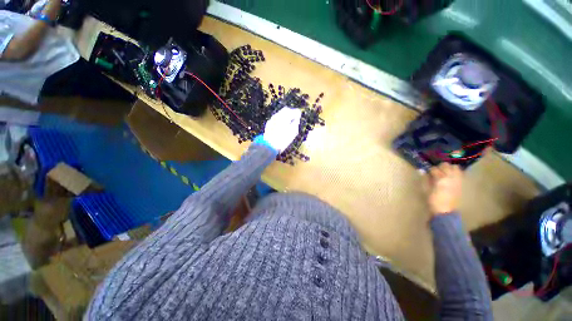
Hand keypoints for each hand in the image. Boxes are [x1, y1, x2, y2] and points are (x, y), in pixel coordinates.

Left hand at [263, 107, 301, 151]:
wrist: (270, 145)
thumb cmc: (283, 139)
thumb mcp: (293, 132)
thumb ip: (296, 123)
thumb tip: (297, 118)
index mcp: (284, 116)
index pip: (293, 111)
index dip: (297, 113)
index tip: (299, 115)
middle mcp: (277, 115)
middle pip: (285, 110)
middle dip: (291, 113)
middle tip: (295, 117)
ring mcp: (272, 119)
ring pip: (280, 114)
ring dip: (285, 116)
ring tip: (289, 122)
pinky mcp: (269, 124)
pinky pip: (276, 119)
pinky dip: (280, 120)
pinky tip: (282, 126)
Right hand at [426, 163, 462, 215]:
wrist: (445, 210)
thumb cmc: (433, 200)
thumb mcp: (426, 189)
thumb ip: (425, 178)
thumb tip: (421, 170)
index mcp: (440, 178)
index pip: (434, 169)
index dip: (430, 170)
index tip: (428, 172)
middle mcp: (450, 177)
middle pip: (446, 165)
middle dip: (440, 167)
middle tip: (436, 171)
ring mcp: (457, 180)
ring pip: (455, 167)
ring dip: (449, 168)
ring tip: (445, 172)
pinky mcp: (461, 183)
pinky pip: (460, 173)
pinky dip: (455, 172)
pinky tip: (451, 176)